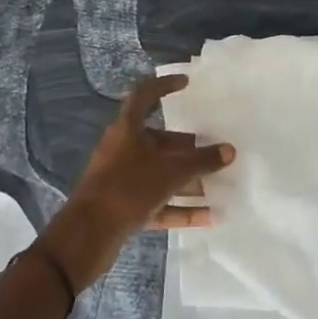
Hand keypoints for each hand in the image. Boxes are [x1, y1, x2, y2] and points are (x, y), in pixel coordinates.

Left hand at [41, 74, 234, 288]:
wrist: (88, 235)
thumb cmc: (128, 188)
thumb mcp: (169, 172)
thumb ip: (200, 161)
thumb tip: (229, 151)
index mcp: (127, 129)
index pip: (145, 96)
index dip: (164, 85)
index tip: (186, 83)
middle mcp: (123, 150)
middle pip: (159, 141)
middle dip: (188, 147)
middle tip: (215, 150)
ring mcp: (123, 180)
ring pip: (160, 174)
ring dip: (188, 180)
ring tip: (218, 184)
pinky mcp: (125, 208)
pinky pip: (158, 202)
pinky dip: (181, 208)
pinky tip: (209, 216)